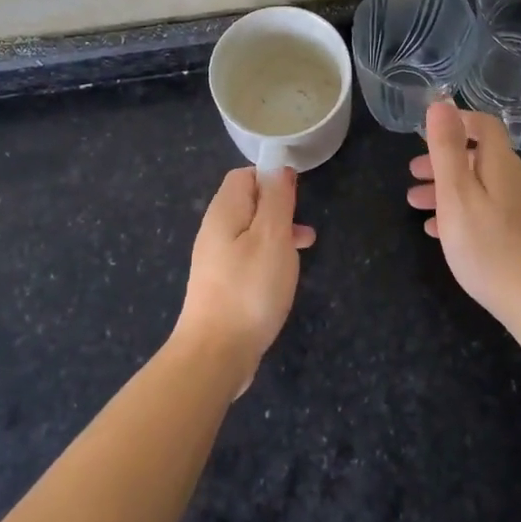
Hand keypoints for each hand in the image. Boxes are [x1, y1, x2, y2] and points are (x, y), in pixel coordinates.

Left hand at [176, 167, 315, 394]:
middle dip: (278, 206)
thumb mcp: (272, 237)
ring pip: (250, 231)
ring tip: (305, 246)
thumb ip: (276, 199)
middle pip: (247, 203)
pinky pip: (248, 257)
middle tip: (303, 222)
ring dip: (278, 233)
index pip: (244, 176)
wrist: (215, 354)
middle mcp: (215, 231)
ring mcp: (216, 260)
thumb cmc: (249, 289)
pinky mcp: (222, 285)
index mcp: (224, 212)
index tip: (296, 195)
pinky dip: (269, 257)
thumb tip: (278, 167)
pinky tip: (284, 275)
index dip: (270, 177)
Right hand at [409, 102, 520, 327]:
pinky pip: (488, 211)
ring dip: (448, 188)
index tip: (427, 133)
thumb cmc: (488, 246)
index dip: (457, 122)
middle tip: (412, 173)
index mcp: (503, 165)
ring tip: (416, 205)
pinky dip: (462, 211)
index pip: (485, 126)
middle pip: (480, 157)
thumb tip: (441, 103)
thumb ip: (447, 149)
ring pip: (481, 186)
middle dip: (444, 161)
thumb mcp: (457, 194)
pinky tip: (440, 232)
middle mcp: (517, 181)